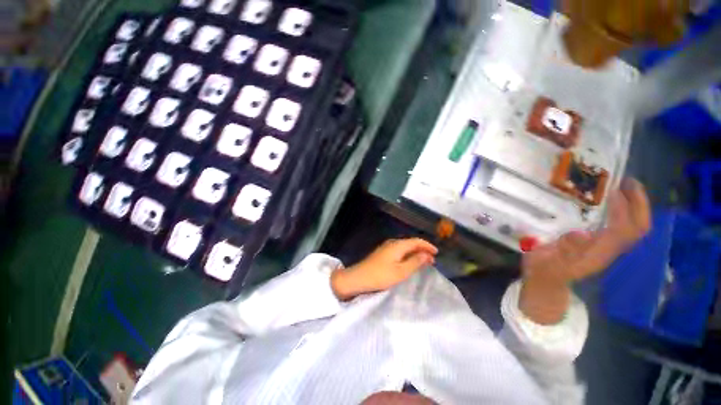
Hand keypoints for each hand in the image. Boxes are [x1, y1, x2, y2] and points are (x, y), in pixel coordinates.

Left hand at [331, 238, 437, 300]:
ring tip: (423, 261)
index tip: (437, 252)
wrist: (358, 277)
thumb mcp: (401, 271)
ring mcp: (386, 247)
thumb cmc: (381, 276)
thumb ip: (415, 262)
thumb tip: (427, 254)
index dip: (427, 245)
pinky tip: (409, 261)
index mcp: (398, 245)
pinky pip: (399, 250)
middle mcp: (392, 243)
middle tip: (432, 259)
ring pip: (405, 246)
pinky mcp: (382, 252)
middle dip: (422, 249)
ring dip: (415, 252)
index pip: (416, 241)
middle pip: (411, 242)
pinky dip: (407, 254)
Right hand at [520, 178, 650, 323]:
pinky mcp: (600, 244)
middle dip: (639, 204)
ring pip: (633, 227)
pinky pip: (621, 226)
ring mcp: (606, 247)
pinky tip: (608, 200)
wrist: (547, 282)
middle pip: (637, 228)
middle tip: (628, 181)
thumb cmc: (544, 270)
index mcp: (598, 253)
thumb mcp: (547, 261)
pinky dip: (622, 211)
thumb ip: (563, 250)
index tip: (612, 188)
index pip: (623, 230)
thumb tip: (582, 233)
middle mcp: (609, 249)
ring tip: (622, 185)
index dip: (623, 209)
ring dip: (633, 205)